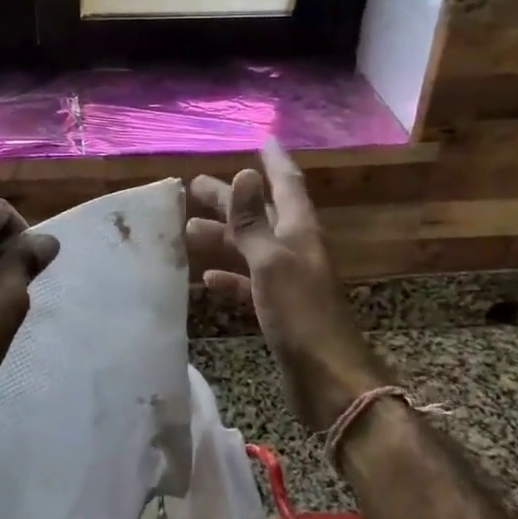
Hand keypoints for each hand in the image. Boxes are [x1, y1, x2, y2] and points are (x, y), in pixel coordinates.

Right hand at [187, 140, 392, 431]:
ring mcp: (287, 280)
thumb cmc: (300, 314)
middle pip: (261, 213)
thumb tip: (244, 174)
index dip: (273, 161)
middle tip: (195, 185)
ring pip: (251, 247)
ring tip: (188, 227)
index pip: (287, 184)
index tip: (262, 138)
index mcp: (300, 232)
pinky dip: (229, 276)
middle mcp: (295, 249)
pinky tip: (206, 277)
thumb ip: (254, 221)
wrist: (328, 380)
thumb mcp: (271, 261)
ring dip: (223, 235)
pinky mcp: (279, 309)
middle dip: (232, 198)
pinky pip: (249, 282)